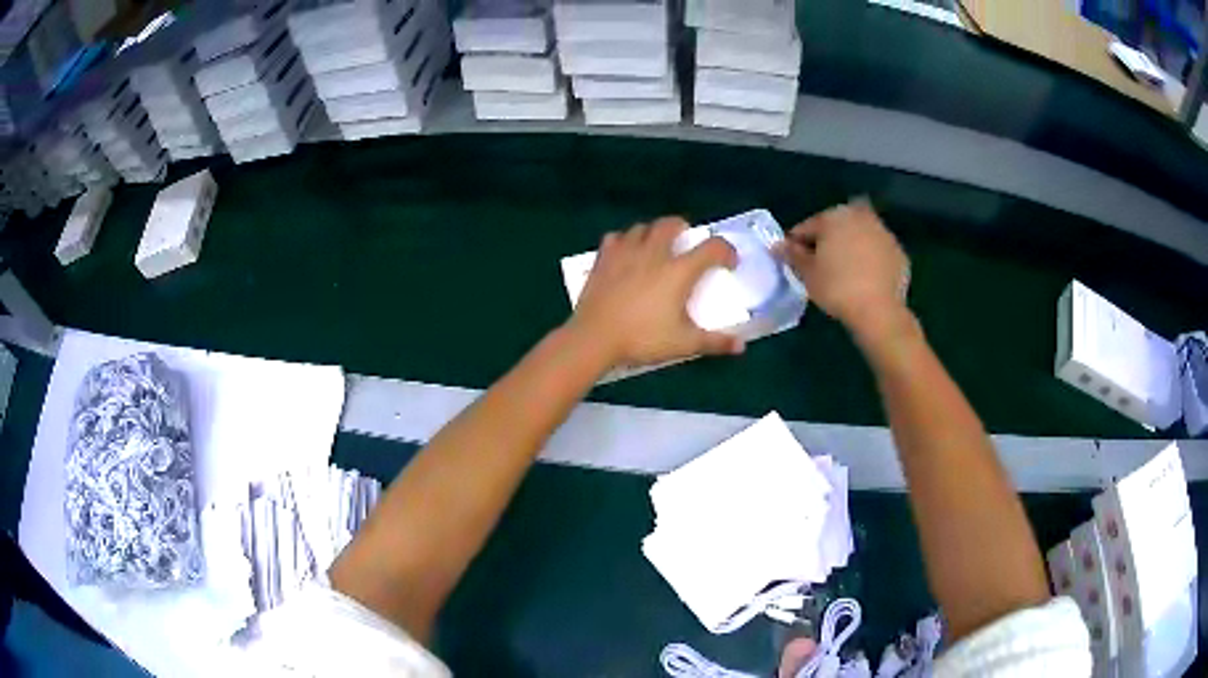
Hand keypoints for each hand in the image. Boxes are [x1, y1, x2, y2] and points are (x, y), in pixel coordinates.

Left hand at [566, 217, 745, 368]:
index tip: (729, 263)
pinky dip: (625, 240)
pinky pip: (616, 238)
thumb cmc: (643, 339)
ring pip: (642, 227)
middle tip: (687, 243)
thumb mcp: (683, 344)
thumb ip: (714, 342)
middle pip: (671, 224)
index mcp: (678, 271)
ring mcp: (625, 252)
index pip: (712, 247)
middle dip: (683, 228)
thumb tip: (740, 346)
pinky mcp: (603, 258)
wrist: (595, 338)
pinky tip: (626, 253)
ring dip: (654, 232)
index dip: (726, 251)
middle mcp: (654, 253)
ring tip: (657, 247)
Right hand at [776, 200, 910, 338]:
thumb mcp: (807, 273)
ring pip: (859, 237)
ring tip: (843, 272)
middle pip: (836, 226)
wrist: (879, 310)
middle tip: (819, 264)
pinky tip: (864, 279)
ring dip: (850, 247)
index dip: (797, 243)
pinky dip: (869, 260)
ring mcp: (884, 233)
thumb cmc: (837, 287)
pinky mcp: (899, 252)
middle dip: (827, 241)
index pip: (808, 226)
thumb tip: (777, 245)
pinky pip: (877, 252)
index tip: (792, 259)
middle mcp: (860, 217)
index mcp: (834, 216)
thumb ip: (792, 255)